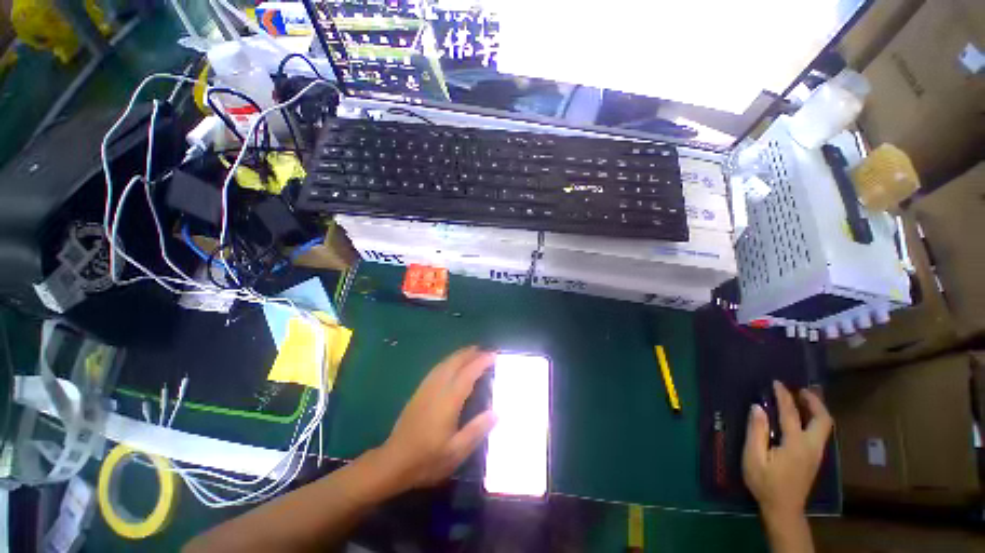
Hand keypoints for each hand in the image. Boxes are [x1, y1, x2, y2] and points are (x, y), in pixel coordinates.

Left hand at [376, 347, 497, 491]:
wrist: (393, 463)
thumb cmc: (427, 460)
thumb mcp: (456, 452)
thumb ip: (476, 430)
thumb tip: (496, 412)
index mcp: (448, 400)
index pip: (468, 374)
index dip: (481, 362)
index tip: (494, 356)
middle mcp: (437, 389)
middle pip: (455, 363)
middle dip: (470, 353)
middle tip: (485, 350)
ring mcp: (426, 389)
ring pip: (444, 363)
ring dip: (459, 355)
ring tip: (472, 352)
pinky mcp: (418, 392)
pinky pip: (436, 369)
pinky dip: (448, 361)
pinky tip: (451, 364)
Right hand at [742, 381, 832, 522]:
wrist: (783, 509)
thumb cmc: (765, 483)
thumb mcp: (754, 457)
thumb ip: (756, 431)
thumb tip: (758, 407)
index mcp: (796, 444)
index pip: (791, 414)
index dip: (784, 396)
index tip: (777, 383)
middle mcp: (811, 446)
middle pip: (823, 419)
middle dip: (814, 401)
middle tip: (800, 389)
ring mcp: (816, 454)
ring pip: (824, 426)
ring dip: (816, 409)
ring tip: (802, 398)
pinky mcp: (815, 459)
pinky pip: (819, 433)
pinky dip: (813, 419)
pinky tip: (802, 418)